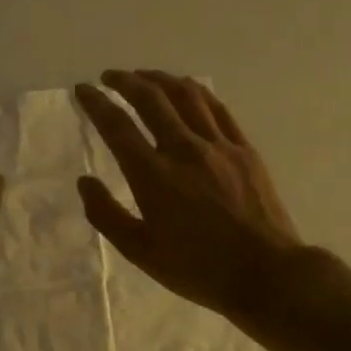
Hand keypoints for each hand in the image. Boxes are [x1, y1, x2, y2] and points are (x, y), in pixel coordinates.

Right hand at [75, 70, 308, 327]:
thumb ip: (106, 214)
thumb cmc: (198, 268)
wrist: (267, 274)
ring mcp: (218, 145)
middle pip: (151, 98)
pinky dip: (195, 91)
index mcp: (153, 175)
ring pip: (185, 95)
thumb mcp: (140, 252)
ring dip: (159, 78)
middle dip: (125, 81)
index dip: (96, 102)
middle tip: (109, 77)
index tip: (83, 90)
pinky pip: (217, 108)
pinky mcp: (244, 149)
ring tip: (144, 76)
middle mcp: (184, 149)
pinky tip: (186, 89)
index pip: (117, 126)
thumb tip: (85, 182)